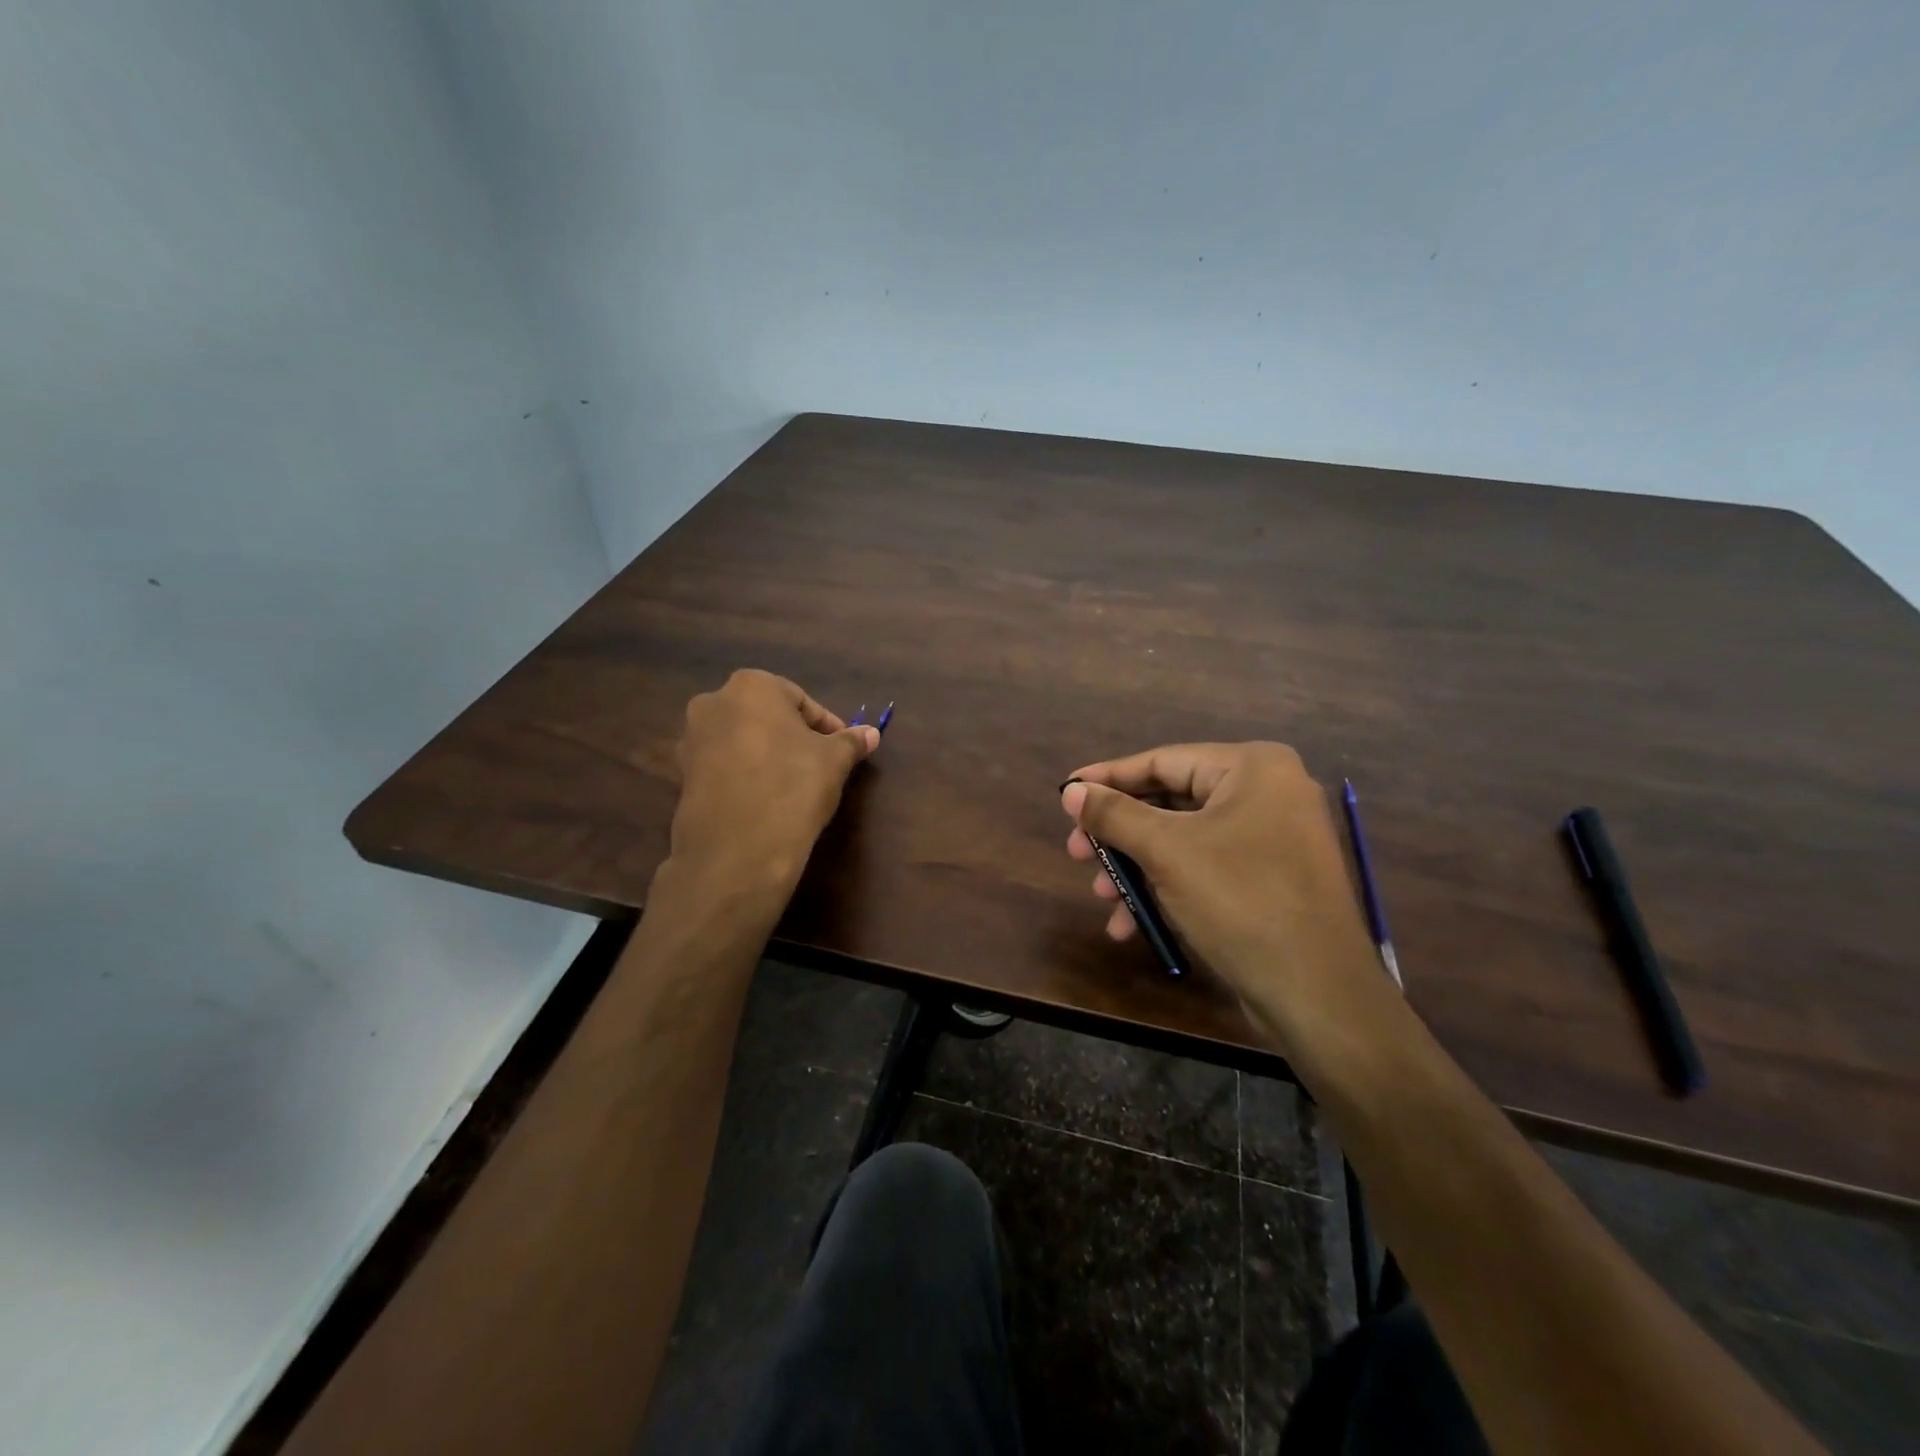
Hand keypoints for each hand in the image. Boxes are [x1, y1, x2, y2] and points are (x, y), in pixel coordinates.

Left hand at [668, 669, 878, 895]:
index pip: (801, 700)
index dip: (826, 726)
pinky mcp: (682, 775)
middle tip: (819, 764)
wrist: (737, 850)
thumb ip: (851, 741)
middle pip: (767, 716)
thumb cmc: (793, 786)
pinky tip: (765, 799)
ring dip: (767, 755)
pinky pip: (724, 766)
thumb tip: (871, 733)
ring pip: (742, 740)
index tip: (842, 749)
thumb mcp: (834, 761)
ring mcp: (691, 740)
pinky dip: (745, 775)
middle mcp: (713, 702)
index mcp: (752, 686)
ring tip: (792, 784)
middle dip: (793, 736)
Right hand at [1061, 743, 1383, 1055]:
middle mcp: (1267, 792)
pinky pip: (1206, 869)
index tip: (1065, 792)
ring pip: (1183, 841)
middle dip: (1120, 835)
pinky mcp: (1270, 879)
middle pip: (1170, 802)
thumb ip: (1114, 815)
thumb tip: (1071, 791)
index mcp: (1252, 768)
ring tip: (1100, 896)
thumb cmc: (1240, 902)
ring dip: (1136, 869)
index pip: (1162, 761)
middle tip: (1076, 853)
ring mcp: (1272, 838)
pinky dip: (1167, 889)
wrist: (1318, 995)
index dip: (1108, 778)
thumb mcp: (1167, 852)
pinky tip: (1131, 924)